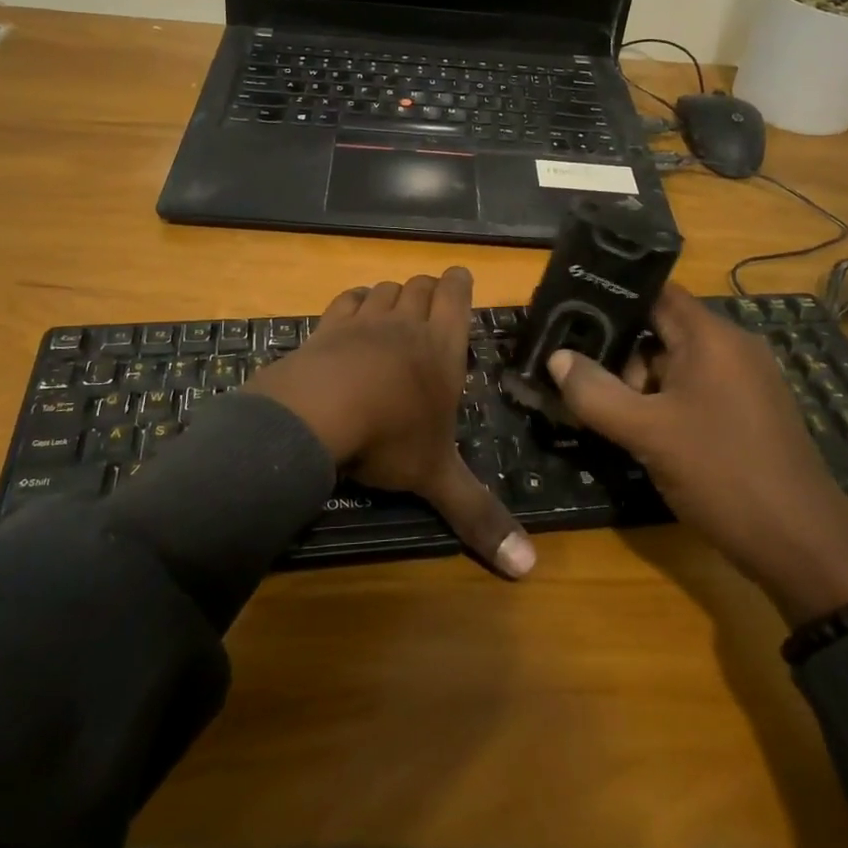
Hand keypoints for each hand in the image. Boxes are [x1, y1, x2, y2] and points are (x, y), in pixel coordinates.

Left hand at [246, 267, 534, 578]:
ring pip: (384, 290)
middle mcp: (406, 324)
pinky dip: (353, 302)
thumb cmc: (390, 437)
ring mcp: (364, 321)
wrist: (318, 412)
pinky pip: (345, 300)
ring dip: (392, 295)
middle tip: (430, 302)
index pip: (456, 296)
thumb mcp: (437, 478)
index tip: (459, 279)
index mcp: (442, 348)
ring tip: (394, 309)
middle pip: (420, 287)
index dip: (459, 284)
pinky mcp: (326, 326)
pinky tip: (353, 311)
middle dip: (427, 290)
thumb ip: (479, 516)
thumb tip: (529, 568)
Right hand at [546, 283, 847, 623]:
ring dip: (640, 384)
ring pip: (676, 364)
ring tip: (606, 414)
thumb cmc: (722, 473)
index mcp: (712, 337)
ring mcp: (744, 382)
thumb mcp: (647, 433)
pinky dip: (664, 403)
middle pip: (661, 330)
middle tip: (582, 381)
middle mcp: (732, 348)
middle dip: (620, 352)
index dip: (612, 298)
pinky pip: (695, 391)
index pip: (655, 293)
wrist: (802, 545)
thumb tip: (557, 357)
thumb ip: (595, 392)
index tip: (570, 312)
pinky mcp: (748, 413)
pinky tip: (641, 432)